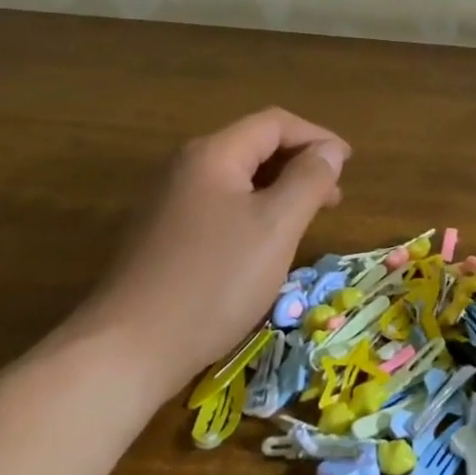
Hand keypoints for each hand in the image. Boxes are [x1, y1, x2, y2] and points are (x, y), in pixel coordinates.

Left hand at [66, 109, 349, 408]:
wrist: (127, 351)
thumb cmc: (213, 281)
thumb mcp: (276, 227)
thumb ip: (309, 180)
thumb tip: (330, 150)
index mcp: (213, 155)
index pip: (275, 123)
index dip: (317, 136)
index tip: (348, 164)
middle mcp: (186, 168)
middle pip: (254, 146)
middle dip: (300, 163)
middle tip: (334, 196)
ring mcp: (169, 203)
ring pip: (238, 179)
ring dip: (279, 189)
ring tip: (308, 219)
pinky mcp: (163, 236)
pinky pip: (220, 206)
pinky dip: (254, 211)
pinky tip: (266, 244)